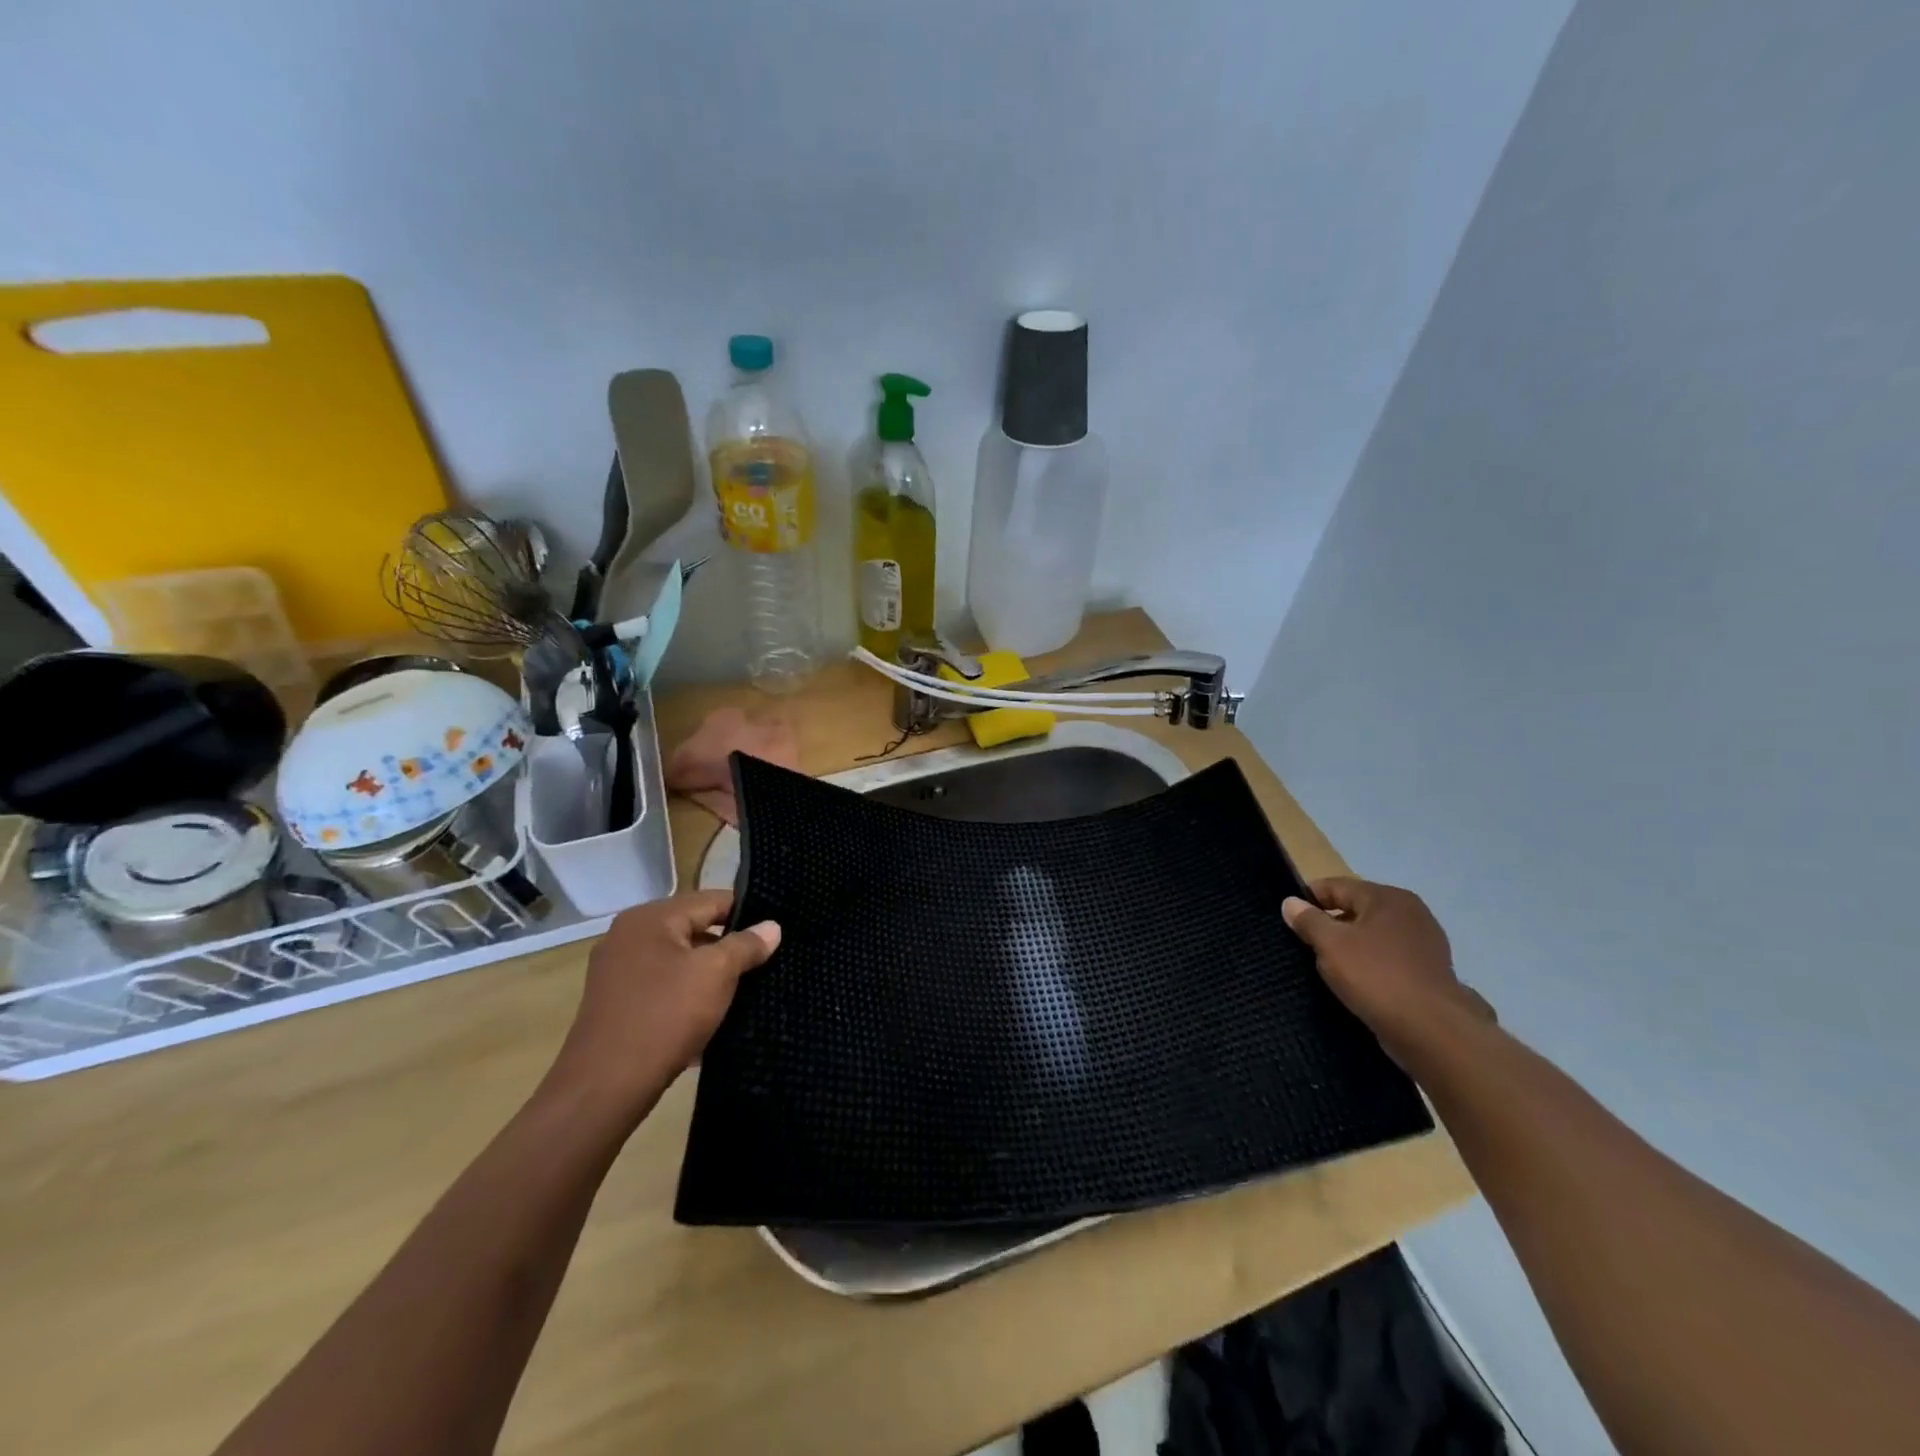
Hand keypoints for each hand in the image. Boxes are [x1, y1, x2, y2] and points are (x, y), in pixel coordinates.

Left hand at [545, 890, 779, 1118]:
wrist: (604, 1087)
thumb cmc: (664, 1016)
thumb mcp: (716, 974)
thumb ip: (746, 945)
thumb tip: (772, 926)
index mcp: (650, 918)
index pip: (712, 900)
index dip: (747, 913)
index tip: (775, 933)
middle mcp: (629, 935)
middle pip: (694, 928)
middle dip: (729, 946)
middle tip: (765, 963)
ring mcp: (618, 970)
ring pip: (680, 960)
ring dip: (710, 973)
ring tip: (745, 990)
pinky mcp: (617, 1003)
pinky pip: (664, 986)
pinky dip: (687, 995)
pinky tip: (711, 1015)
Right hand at [1282, 877, 1492, 1063]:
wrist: (1432, 1031)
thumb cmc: (1375, 976)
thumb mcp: (1330, 945)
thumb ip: (1308, 920)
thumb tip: (1291, 902)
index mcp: (1387, 897)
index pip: (1336, 886)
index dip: (1308, 899)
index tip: (1288, 918)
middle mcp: (1410, 912)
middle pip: (1356, 909)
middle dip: (1329, 924)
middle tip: (1304, 944)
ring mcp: (1424, 942)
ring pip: (1372, 935)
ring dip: (1349, 946)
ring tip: (1327, 966)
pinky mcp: (1429, 971)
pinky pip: (1388, 958)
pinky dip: (1370, 965)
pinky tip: (1356, 983)